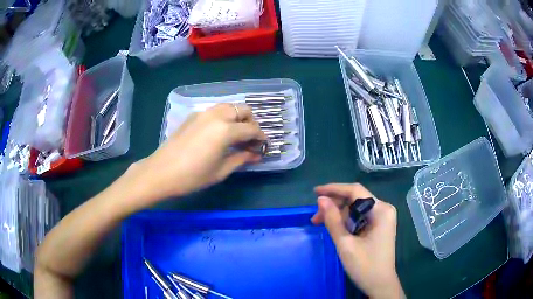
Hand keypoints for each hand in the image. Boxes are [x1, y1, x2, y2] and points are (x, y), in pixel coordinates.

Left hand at [127, 103, 265, 206]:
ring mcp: (203, 113)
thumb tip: (257, 154)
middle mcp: (216, 115)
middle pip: (242, 109)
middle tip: (250, 138)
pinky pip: (215, 111)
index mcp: (225, 130)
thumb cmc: (192, 176)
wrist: (161, 172)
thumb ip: (241, 158)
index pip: (252, 129)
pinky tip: (219, 133)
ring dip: (238, 117)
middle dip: (251, 122)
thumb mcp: (221, 170)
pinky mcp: (193, 116)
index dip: (261, 137)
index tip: (263, 145)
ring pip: (228, 106)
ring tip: (236, 134)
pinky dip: (224, 117)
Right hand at [312, 183, 404, 298]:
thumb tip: (321, 199)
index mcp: (381, 210)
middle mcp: (384, 209)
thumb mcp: (345, 244)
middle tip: (315, 218)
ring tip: (321, 224)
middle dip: (334, 206)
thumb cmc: (365, 266)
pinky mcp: (379, 226)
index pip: (355, 191)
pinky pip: (360, 217)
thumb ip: (333, 220)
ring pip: (356, 208)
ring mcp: (383, 218)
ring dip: (339, 215)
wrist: (380, 284)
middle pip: (355, 199)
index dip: (334, 189)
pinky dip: (346, 221)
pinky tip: (335, 228)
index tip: (315, 192)